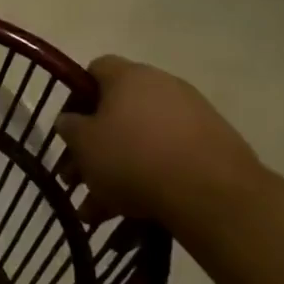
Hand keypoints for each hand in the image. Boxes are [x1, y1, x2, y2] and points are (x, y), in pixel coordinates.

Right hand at [56, 56, 263, 225]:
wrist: (211, 193)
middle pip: (118, 112)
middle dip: (94, 147)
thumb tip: (70, 120)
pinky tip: (130, 213)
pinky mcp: (213, 148)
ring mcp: (193, 117)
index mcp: (129, 76)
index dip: (78, 95)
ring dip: (116, 172)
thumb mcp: (84, 143)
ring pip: (140, 142)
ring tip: (99, 209)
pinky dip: (148, 181)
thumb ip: (70, 127)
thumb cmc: (133, 157)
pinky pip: (167, 160)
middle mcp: (163, 87)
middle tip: (77, 177)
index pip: (96, 69)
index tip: (70, 127)